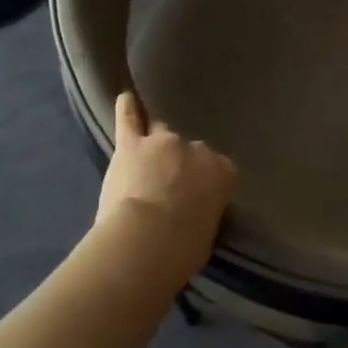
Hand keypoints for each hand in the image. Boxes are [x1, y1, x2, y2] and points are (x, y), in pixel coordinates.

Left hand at [97, 92, 236, 275]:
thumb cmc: (184, 248)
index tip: (196, 196)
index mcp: (222, 172)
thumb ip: (203, 210)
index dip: (204, 181)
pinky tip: (125, 99)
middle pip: (187, 149)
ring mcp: (162, 142)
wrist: (147, 241)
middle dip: (179, 163)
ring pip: (159, 133)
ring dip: (155, 146)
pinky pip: (128, 117)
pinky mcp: (131, 144)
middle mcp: (196, 149)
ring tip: (145, 157)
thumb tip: (195, 210)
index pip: (218, 168)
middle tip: (168, 185)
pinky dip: (127, 109)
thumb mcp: (207, 230)